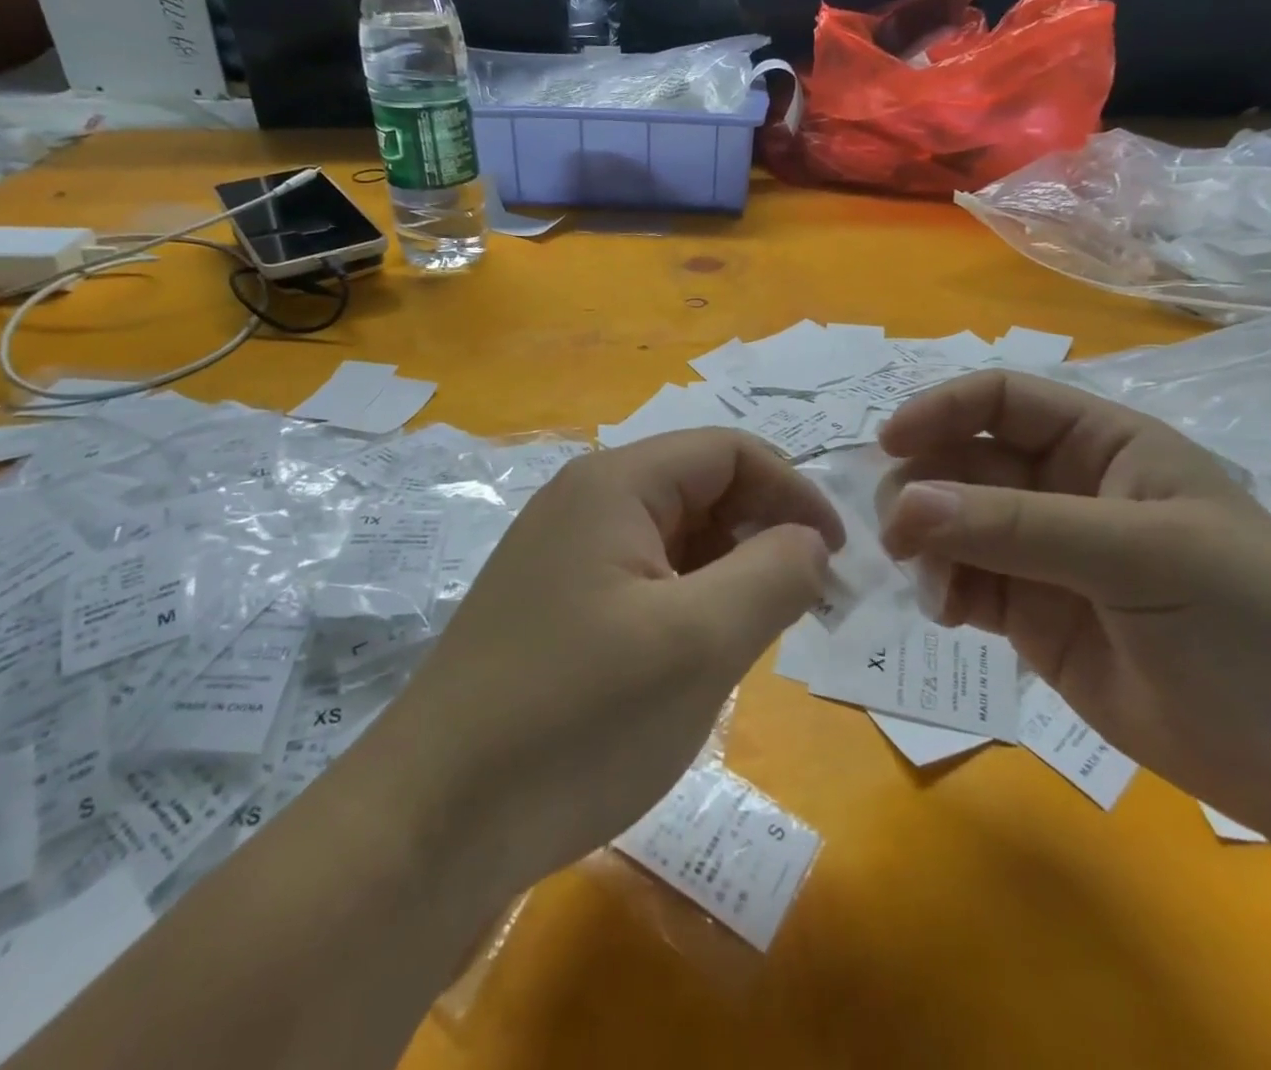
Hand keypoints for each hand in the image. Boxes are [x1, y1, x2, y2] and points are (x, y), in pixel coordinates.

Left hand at [367, 429, 842, 897]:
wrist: (434, 819)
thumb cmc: (577, 717)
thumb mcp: (700, 642)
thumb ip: (774, 574)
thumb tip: (808, 541)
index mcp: (615, 484)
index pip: (729, 451)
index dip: (793, 492)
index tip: (836, 560)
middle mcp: (584, 502)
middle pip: (700, 489)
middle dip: (761, 535)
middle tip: (802, 609)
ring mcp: (563, 554)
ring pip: (674, 539)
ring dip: (726, 576)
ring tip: (748, 641)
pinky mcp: (554, 605)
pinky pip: (642, 581)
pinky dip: (686, 605)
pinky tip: (693, 661)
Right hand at [876, 371, 1270, 835]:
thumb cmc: (1255, 625)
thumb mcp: (1141, 555)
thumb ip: (1016, 526)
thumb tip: (904, 503)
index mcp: (1101, 444)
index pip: (1000, 401)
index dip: (940, 411)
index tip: (889, 445)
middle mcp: (1062, 488)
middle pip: (961, 461)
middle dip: (923, 489)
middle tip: (901, 536)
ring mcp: (1041, 554)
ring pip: (949, 522)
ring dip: (923, 542)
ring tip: (931, 586)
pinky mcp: (1027, 614)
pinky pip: (959, 580)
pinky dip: (938, 587)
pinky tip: (946, 613)